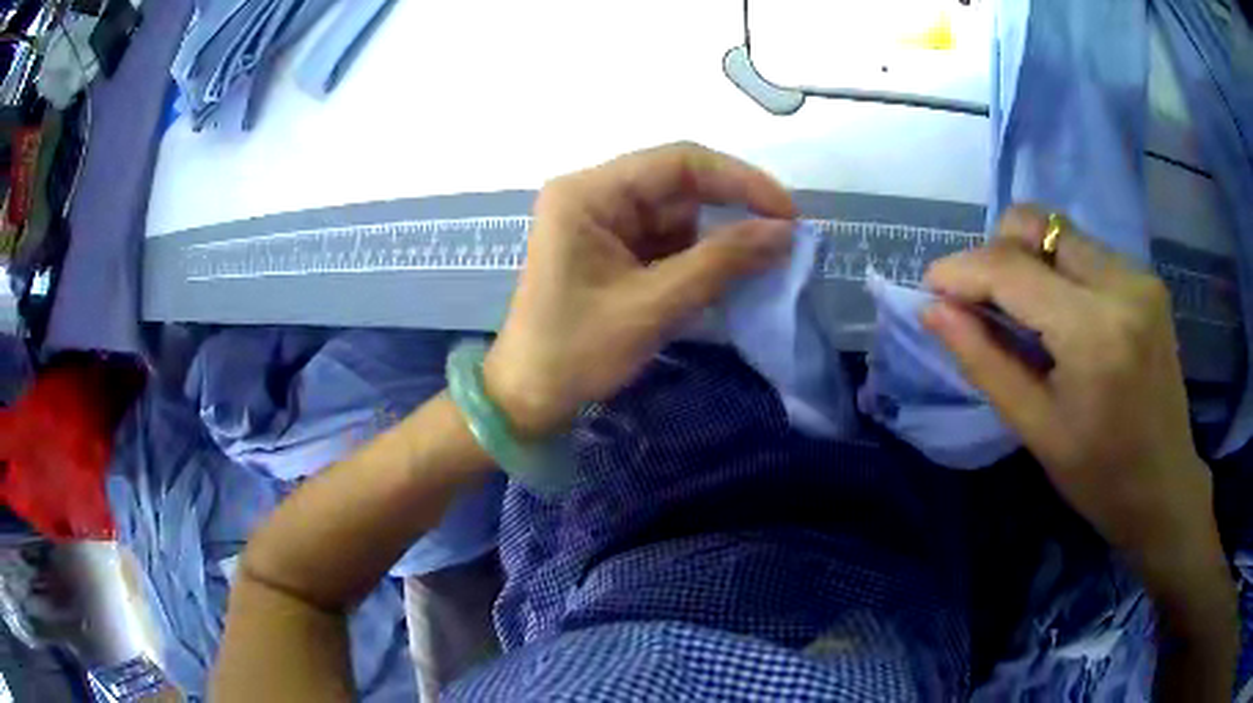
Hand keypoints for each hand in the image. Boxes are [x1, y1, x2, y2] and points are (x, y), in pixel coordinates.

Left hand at [483, 143, 795, 437]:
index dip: (740, 180)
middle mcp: (594, 195)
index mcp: (589, 193)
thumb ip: (722, 263)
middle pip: (679, 186)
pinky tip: (715, 284)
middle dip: (730, 213)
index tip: (787, 212)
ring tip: (748, 273)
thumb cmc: (576, 353)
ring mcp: (602, 221)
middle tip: (781, 242)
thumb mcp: (653, 306)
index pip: (678, 162)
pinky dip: (696, 260)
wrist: (528, 399)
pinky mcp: (611, 248)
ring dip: (714, 243)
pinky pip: (667, 240)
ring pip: (678, 215)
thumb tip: (786, 233)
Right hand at [922, 205, 1213, 558]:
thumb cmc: (1099, 477)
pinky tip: (1060, 315)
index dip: (962, 269)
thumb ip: (984, 361)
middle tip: (983, 301)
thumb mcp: (1035, 428)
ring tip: (1023, 312)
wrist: (1165, 487)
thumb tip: (933, 310)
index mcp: (1094, 333)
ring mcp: (1139, 276)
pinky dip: (1058, 269)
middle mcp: (1121, 285)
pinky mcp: (1147, 280)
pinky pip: (1086, 251)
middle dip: (996, 252)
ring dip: (1028, 259)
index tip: (931, 286)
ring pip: (1061, 232)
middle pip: (1038, 224)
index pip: (1013, 269)